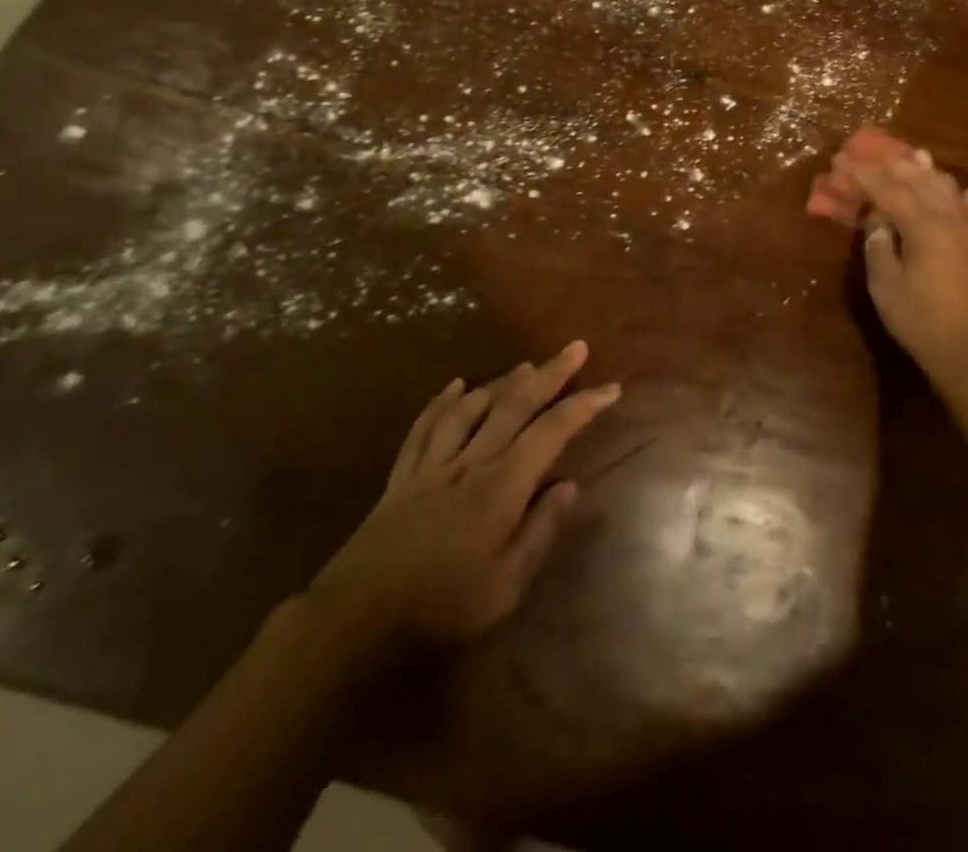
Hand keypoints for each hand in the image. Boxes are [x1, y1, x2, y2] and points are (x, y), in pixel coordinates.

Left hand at [296, 341, 618, 673]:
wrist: (355, 620)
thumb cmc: (441, 609)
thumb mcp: (505, 586)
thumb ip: (540, 531)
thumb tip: (570, 485)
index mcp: (501, 486)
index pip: (552, 432)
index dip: (584, 406)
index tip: (611, 388)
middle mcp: (471, 462)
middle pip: (515, 404)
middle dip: (550, 373)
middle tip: (575, 347)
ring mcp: (433, 465)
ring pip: (473, 407)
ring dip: (502, 382)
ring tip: (526, 365)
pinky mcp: (402, 476)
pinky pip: (425, 427)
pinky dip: (441, 402)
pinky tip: (454, 385)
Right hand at [845, 154, 967, 385]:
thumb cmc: (923, 323)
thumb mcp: (887, 288)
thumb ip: (879, 248)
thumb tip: (877, 220)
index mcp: (924, 227)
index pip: (887, 190)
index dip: (862, 174)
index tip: (841, 161)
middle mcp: (952, 222)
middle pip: (922, 183)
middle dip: (896, 166)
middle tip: (875, 152)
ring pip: (952, 193)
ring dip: (931, 174)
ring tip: (918, 157)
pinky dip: (966, 199)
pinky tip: (965, 194)